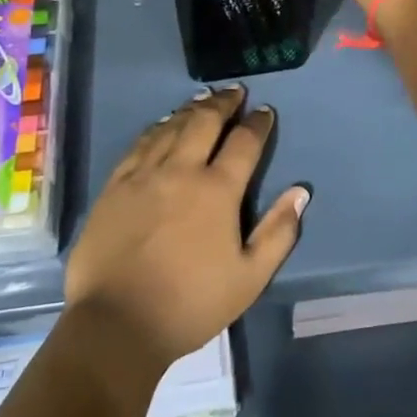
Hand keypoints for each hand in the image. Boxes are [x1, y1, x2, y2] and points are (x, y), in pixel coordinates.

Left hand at [64, 86, 307, 369]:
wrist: (116, 324)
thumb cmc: (190, 304)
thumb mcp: (249, 278)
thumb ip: (278, 232)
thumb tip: (300, 191)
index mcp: (217, 190)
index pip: (244, 142)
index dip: (257, 123)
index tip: (264, 111)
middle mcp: (182, 170)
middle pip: (205, 121)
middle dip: (223, 102)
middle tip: (234, 92)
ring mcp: (144, 174)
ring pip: (171, 126)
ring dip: (191, 109)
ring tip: (203, 100)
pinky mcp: (116, 185)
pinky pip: (140, 143)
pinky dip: (156, 127)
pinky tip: (162, 124)